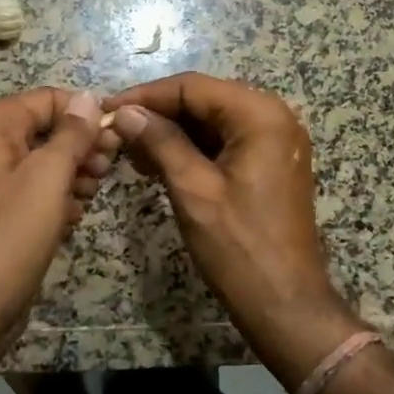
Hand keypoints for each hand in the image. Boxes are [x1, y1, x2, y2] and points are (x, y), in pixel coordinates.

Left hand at [0, 88, 115, 366]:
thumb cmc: (13, 231)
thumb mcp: (50, 175)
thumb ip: (72, 133)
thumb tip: (87, 98)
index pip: (48, 99)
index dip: (84, 112)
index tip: (116, 134)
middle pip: (46, 129)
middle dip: (81, 145)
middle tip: (108, 167)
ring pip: (44, 161)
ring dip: (74, 172)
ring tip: (92, 192)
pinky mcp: (1, 212)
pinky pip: (35, 190)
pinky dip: (58, 197)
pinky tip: (74, 215)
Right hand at [104, 73, 362, 387]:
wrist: (286, 306)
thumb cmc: (239, 247)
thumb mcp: (193, 190)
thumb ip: (159, 141)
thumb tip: (125, 112)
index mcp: (260, 115)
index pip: (193, 87)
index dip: (146, 95)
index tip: (107, 109)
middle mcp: (273, 117)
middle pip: (203, 99)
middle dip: (158, 114)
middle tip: (116, 132)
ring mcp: (274, 141)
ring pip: (211, 121)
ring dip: (171, 132)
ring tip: (130, 150)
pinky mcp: (269, 163)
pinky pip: (224, 142)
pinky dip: (191, 149)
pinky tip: (158, 164)